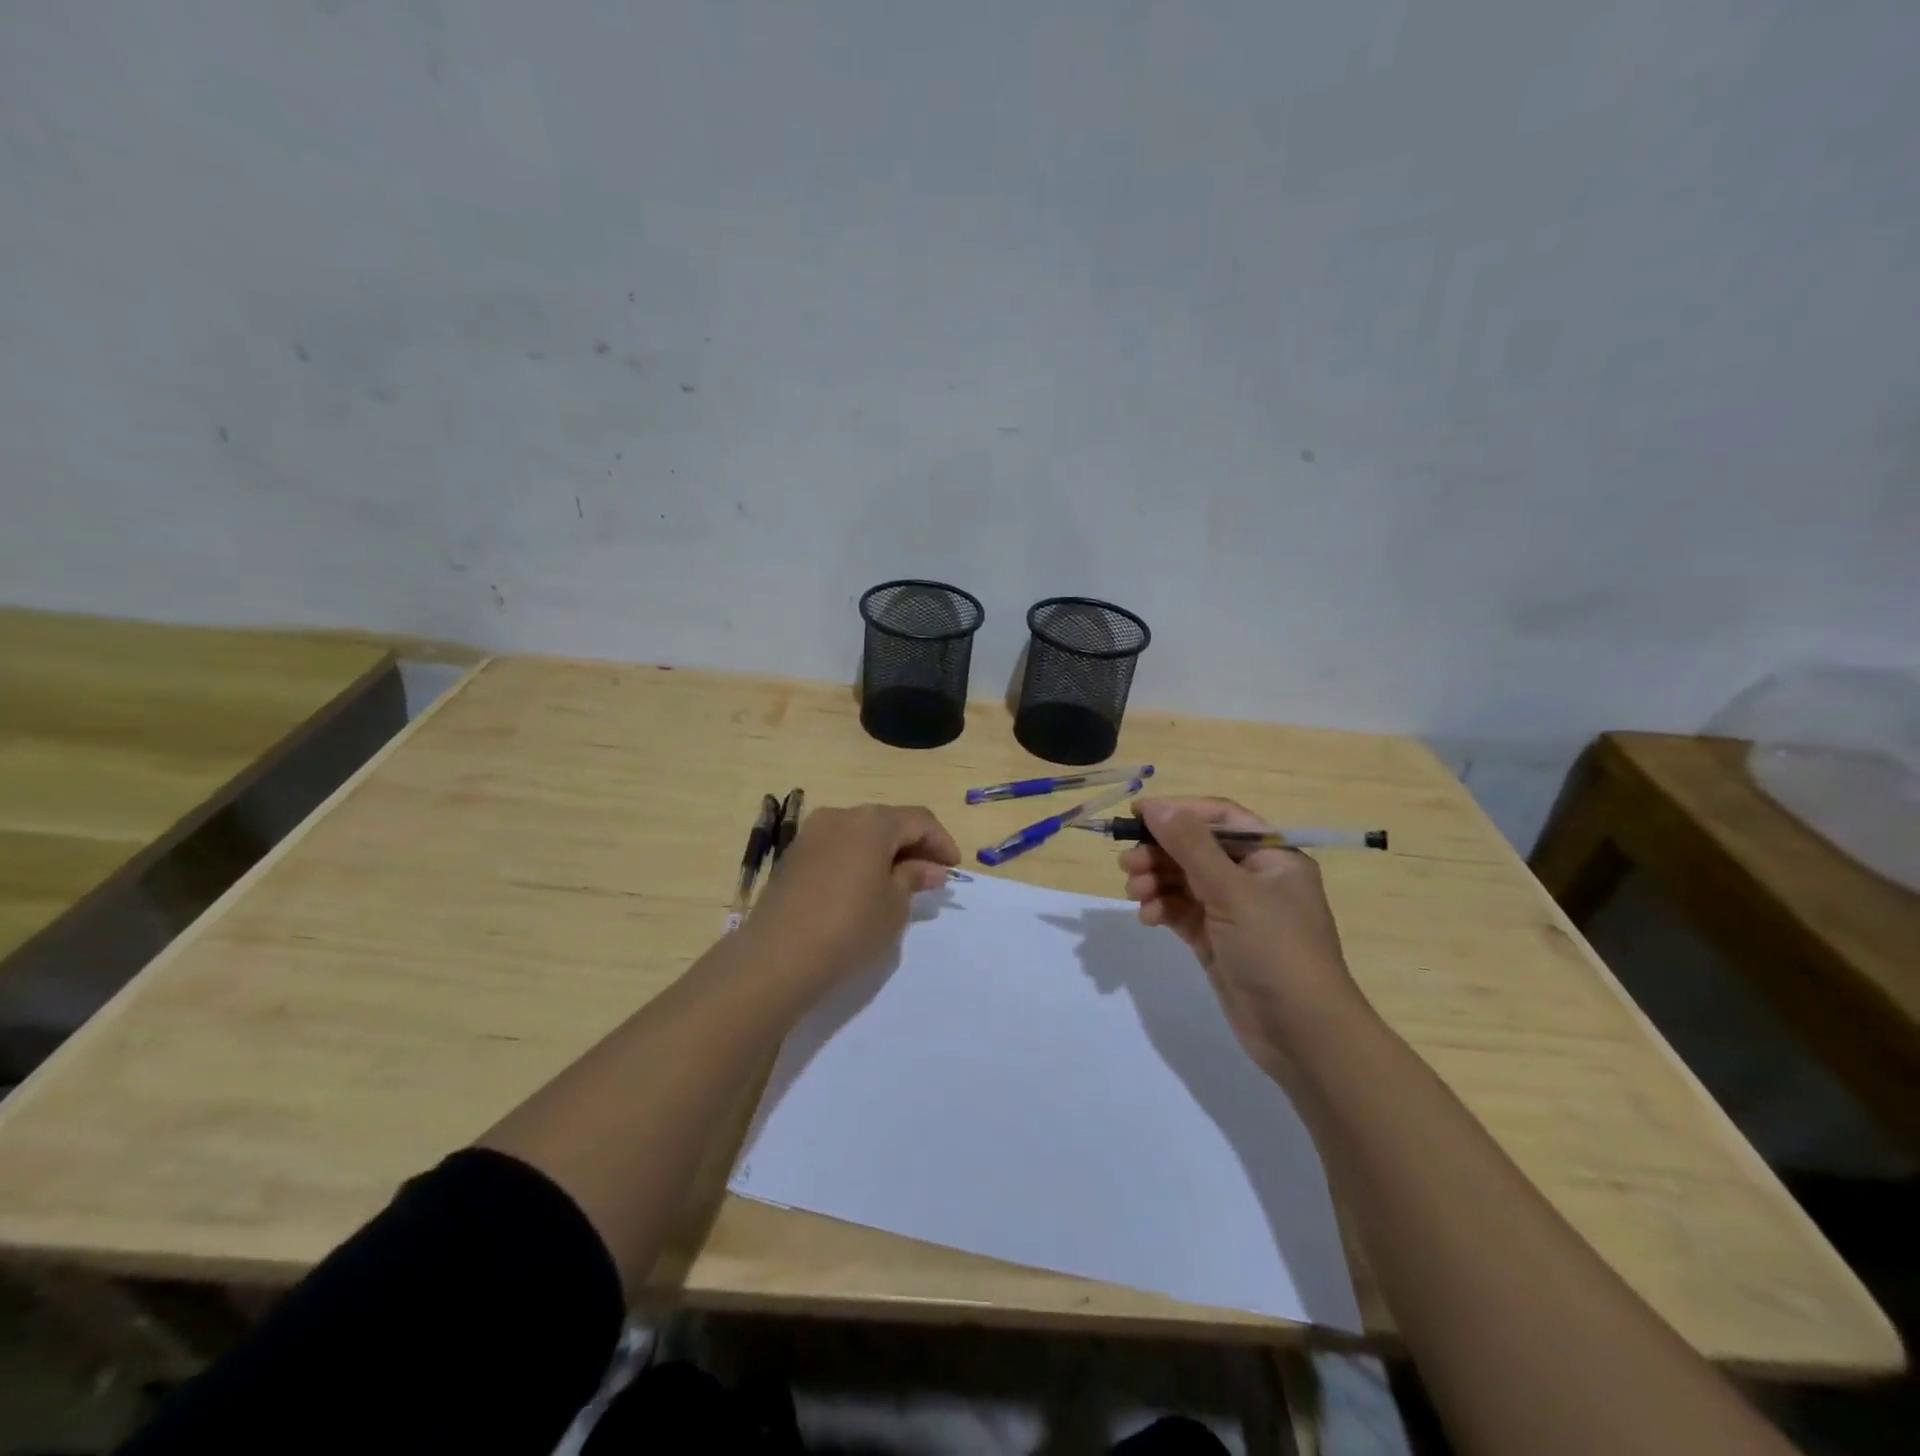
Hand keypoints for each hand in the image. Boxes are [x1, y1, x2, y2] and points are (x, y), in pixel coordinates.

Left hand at [744, 804, 960, 980]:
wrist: (778, 956)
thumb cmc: (850, 926)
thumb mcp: (894, 906)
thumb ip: (914, 878)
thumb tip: (929, 868)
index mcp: (872, 821)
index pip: (919, 820)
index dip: (941, 842)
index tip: (954, 868)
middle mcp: (840, 816)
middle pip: (887, 822)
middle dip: (912, 846)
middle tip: (930, 876)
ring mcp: (812, 834)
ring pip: (860, 835)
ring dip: (883, 853)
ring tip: (898, 884)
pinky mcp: (793, 856)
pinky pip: (837, 849)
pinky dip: (857, 861)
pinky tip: (863, 889)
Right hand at [1120, 797, 1368, 1071]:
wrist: (1302, 1035)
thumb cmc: (1276, 950)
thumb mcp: (1233, 891)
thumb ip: (1191, 846)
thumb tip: (1156, 806)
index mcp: (1272, 856)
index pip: (1220, 818)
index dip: (1179, 812)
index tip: (1137, 815)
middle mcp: (1253, 878)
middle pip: (1196, 849)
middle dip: (1160, 852)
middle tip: (1127, 864)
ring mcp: (1234, 911)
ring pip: (1184, 881)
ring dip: (1156, 880)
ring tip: (1135, 893)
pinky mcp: (1216, 940)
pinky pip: (1181, 911)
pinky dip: (1161, 908)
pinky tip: (1148, 917)